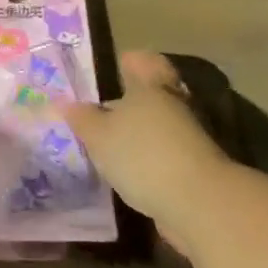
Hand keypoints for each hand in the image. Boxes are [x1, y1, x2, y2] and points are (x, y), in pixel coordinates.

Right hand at [60, 52, 230, 249]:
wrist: (201, 206)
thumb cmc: (143, 155)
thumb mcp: (99, 135)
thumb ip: (82, 119)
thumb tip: (66, 104)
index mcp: (150, 87)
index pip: (143, 62)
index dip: (129, 62)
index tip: (114, 69)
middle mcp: (173, 106)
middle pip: (151, 96)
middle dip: (129, 104)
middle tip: (101, 113)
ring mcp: (188, 140)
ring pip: (158, 128)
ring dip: (138, 137)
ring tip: (108, 149)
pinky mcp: (195, 172)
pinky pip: (165, 157)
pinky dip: (148, 163)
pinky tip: (127, 175)